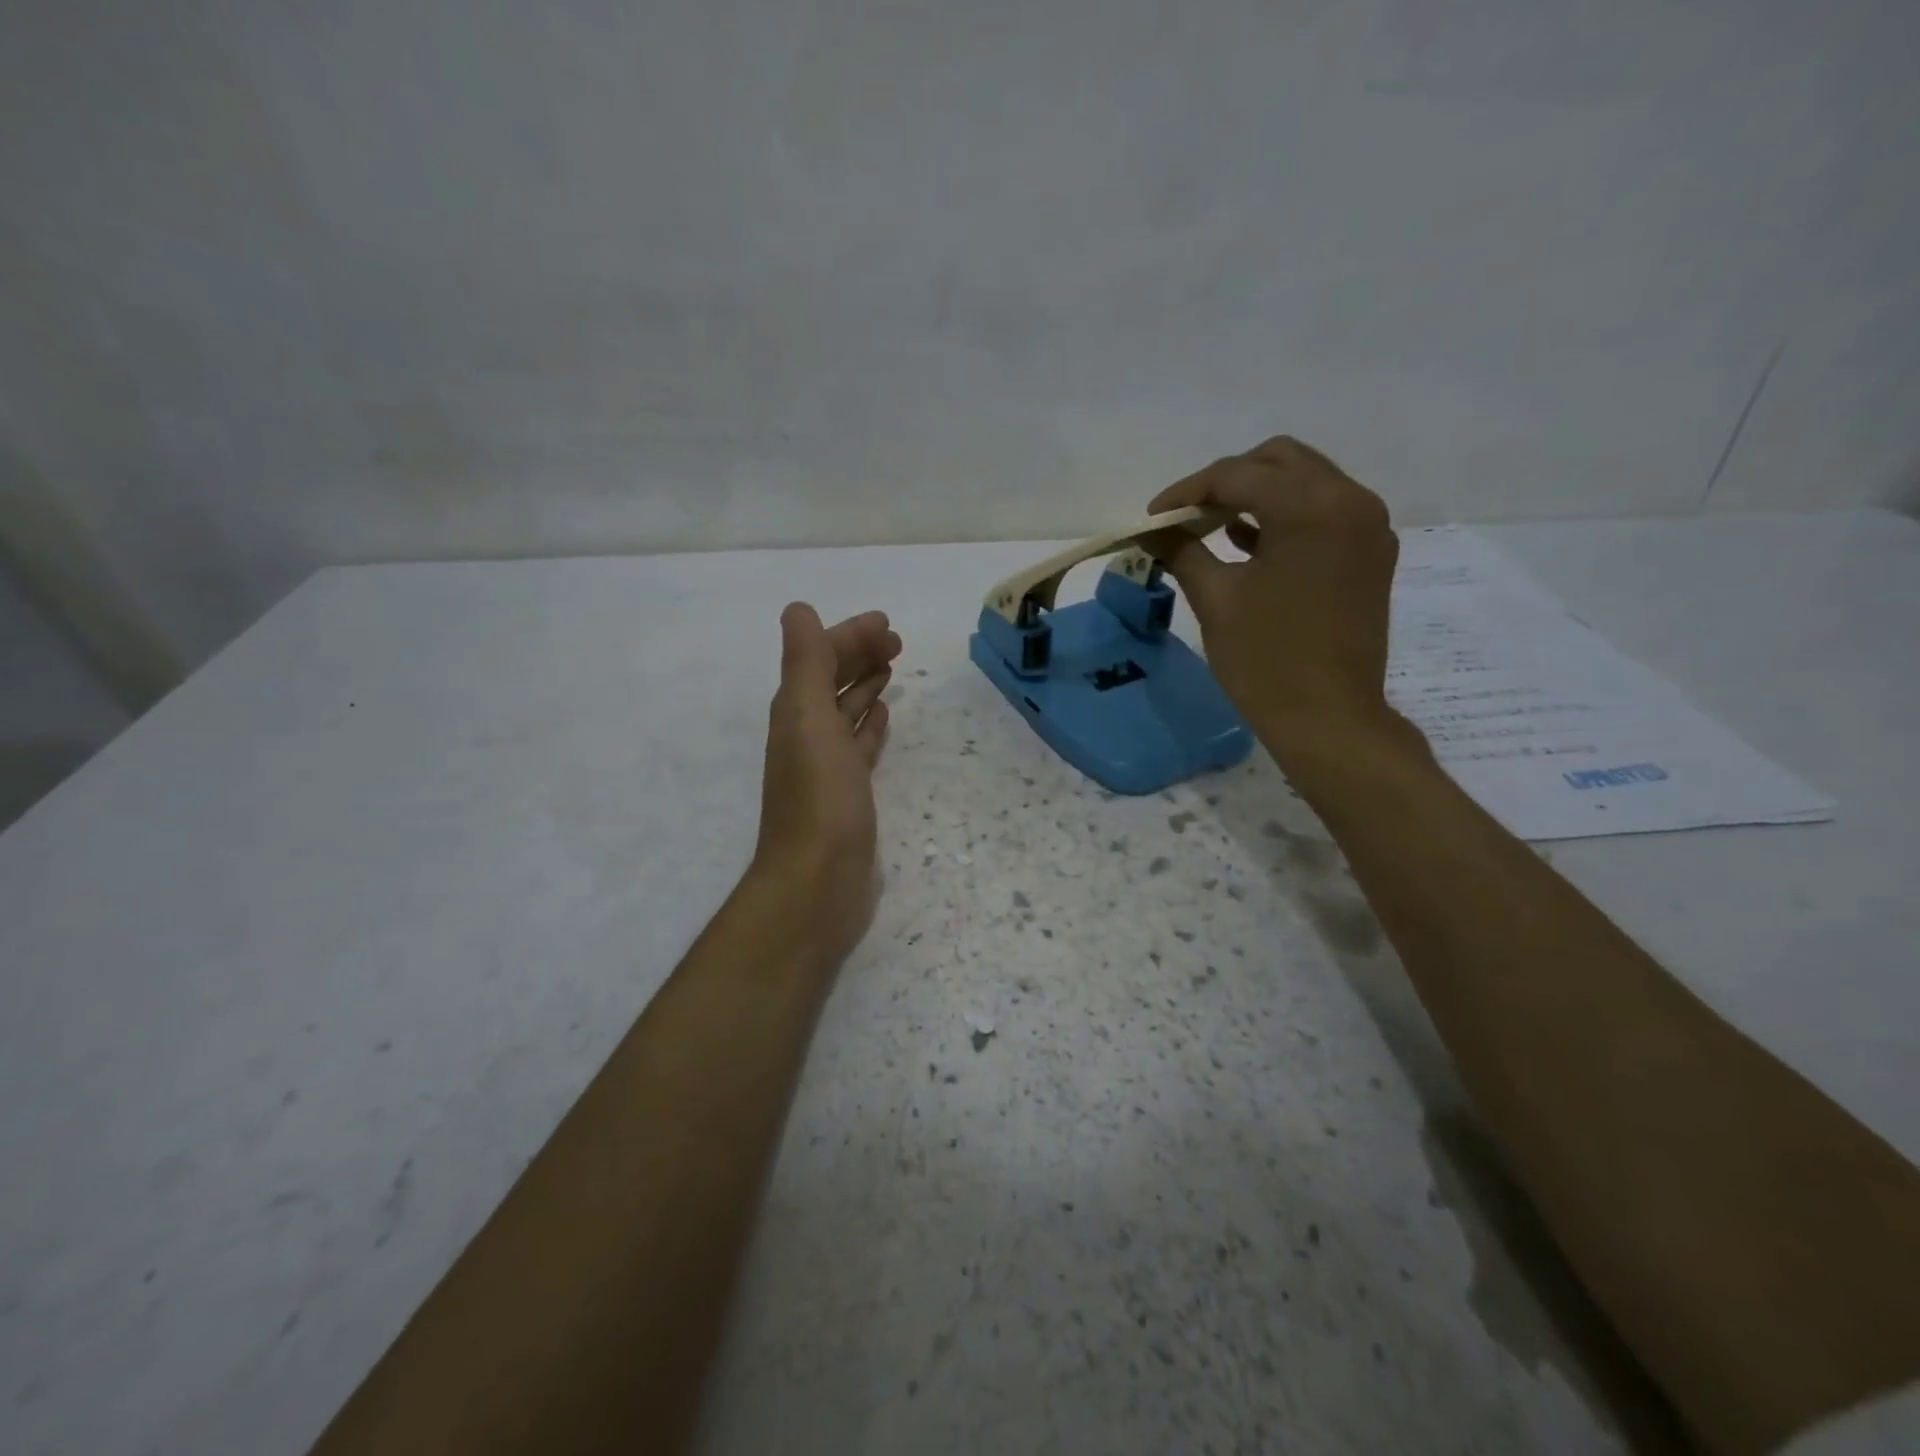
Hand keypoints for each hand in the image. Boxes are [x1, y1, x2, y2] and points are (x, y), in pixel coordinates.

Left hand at [748, 603, 901, 964]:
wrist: (817, 883)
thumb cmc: (818, 798)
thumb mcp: (808, 719)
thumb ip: (804, 663)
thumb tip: (798, 610)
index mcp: (795, 713)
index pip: (820, 659)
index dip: (849, 637)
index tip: (886, 624)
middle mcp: (807, 734)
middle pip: (831, 682)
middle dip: (859, 656)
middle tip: (896, 642)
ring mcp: (828, 767)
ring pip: (846, 712)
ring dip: (864, 686)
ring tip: (891, 668)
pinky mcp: (848, 794)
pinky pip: (859, 747)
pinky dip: (869, 726)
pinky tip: (882, 716)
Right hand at [1146, 436, 1412, 765]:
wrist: (1328, 718)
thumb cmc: (1266, 660)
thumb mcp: (1216, 599)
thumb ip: (1182, 550)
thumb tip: (1152, 529)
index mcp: (1312, 507)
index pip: (1238, 475)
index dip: (1187, 491)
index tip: (1151, 516)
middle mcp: (1351, 501)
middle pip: (1279, 460)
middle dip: (1227, 480)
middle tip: (1185, 515)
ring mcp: (1368, 527)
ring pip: (1305, 482)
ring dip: (1256, 495)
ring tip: (1209, 526)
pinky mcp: (1370, 554)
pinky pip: (1323, 512)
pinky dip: (1284, 516)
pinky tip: (1246, 543)